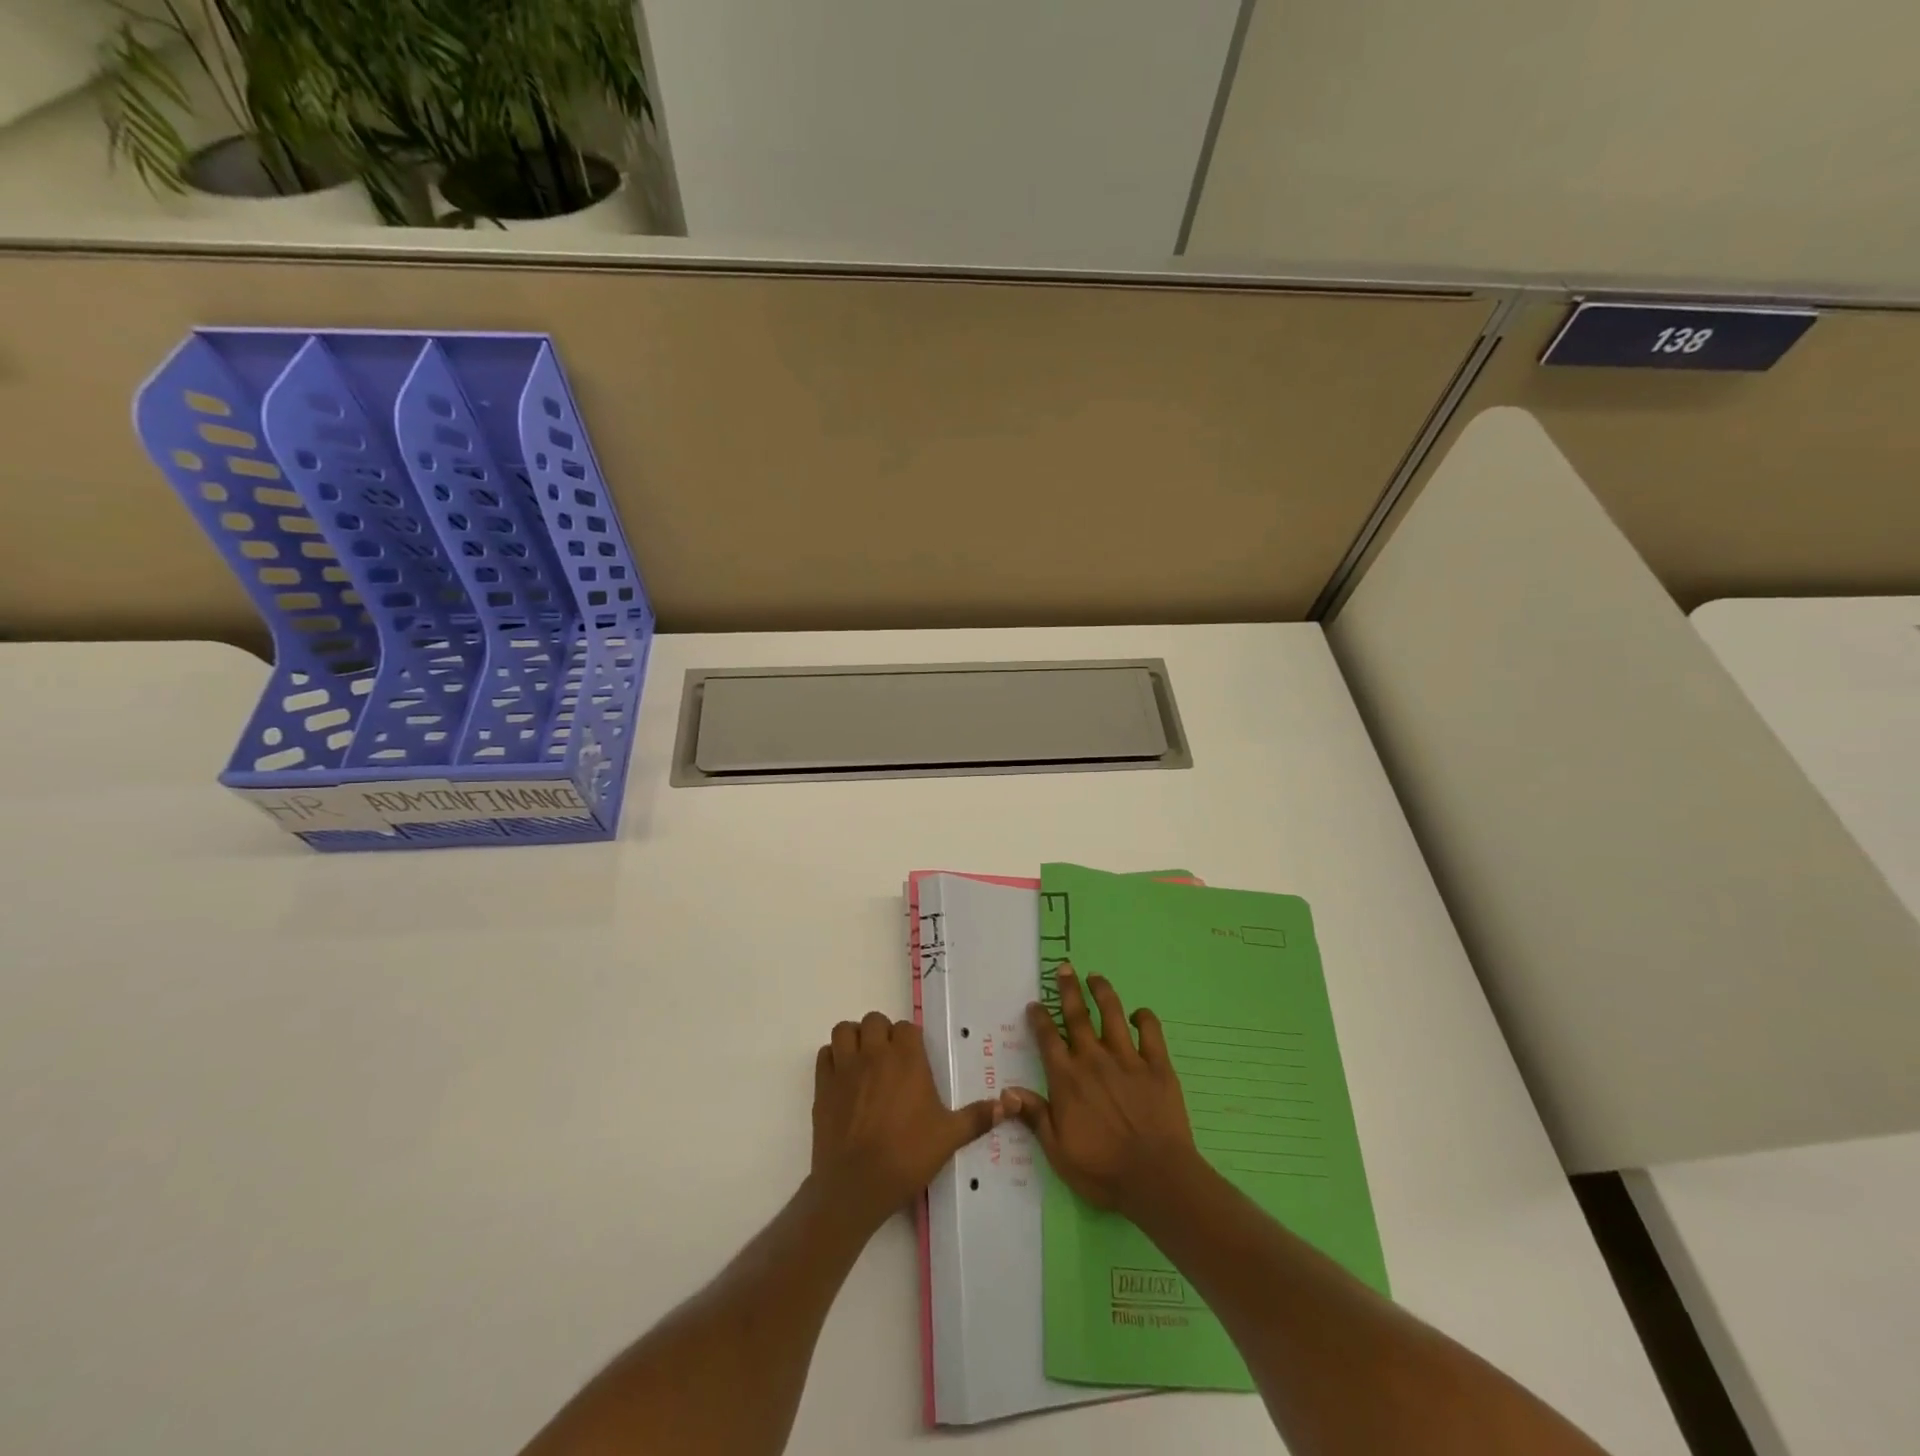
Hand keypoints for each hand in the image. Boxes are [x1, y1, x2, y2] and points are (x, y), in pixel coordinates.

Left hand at [811, 1011, 1003, 1230]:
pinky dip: (833, 1058)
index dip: (910, 1039)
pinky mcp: (823, 1085)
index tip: (915, 1059)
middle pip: (874, 1021)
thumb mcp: (949, 1137)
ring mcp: (845, 1067)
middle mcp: (875, 1053)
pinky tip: (843, 1077)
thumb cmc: (906, 1156)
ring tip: (864, 1061)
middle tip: (890, 1060)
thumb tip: (1009, 1105)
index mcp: (906, 1059)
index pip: (906, 1027)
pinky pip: (824, 1054)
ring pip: (845, 1030)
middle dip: (882, 1034)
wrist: (855, 1186)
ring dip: (854, 1039)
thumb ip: (977, 1117)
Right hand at [1004, 966, 1200, 1217]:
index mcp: (1067, 1079)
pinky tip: (1139, 1014)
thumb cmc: (1102, 1170)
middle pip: (1077, 1016)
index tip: (1035, 1003)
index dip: (1040, 1018)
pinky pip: (1151, 1032)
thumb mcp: (1058, 1151)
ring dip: (1102, 992)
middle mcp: (1094, 1060)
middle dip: (1068, 989)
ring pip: (1112, 1014)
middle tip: (1064, 968)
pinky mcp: (1157, 1065)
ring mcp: (1127, 1059)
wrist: (1156, 1178)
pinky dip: (1144, 1018)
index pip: (1048, 1038)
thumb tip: (1007, 1091)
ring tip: (1096, 977)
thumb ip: (1035, 1117)